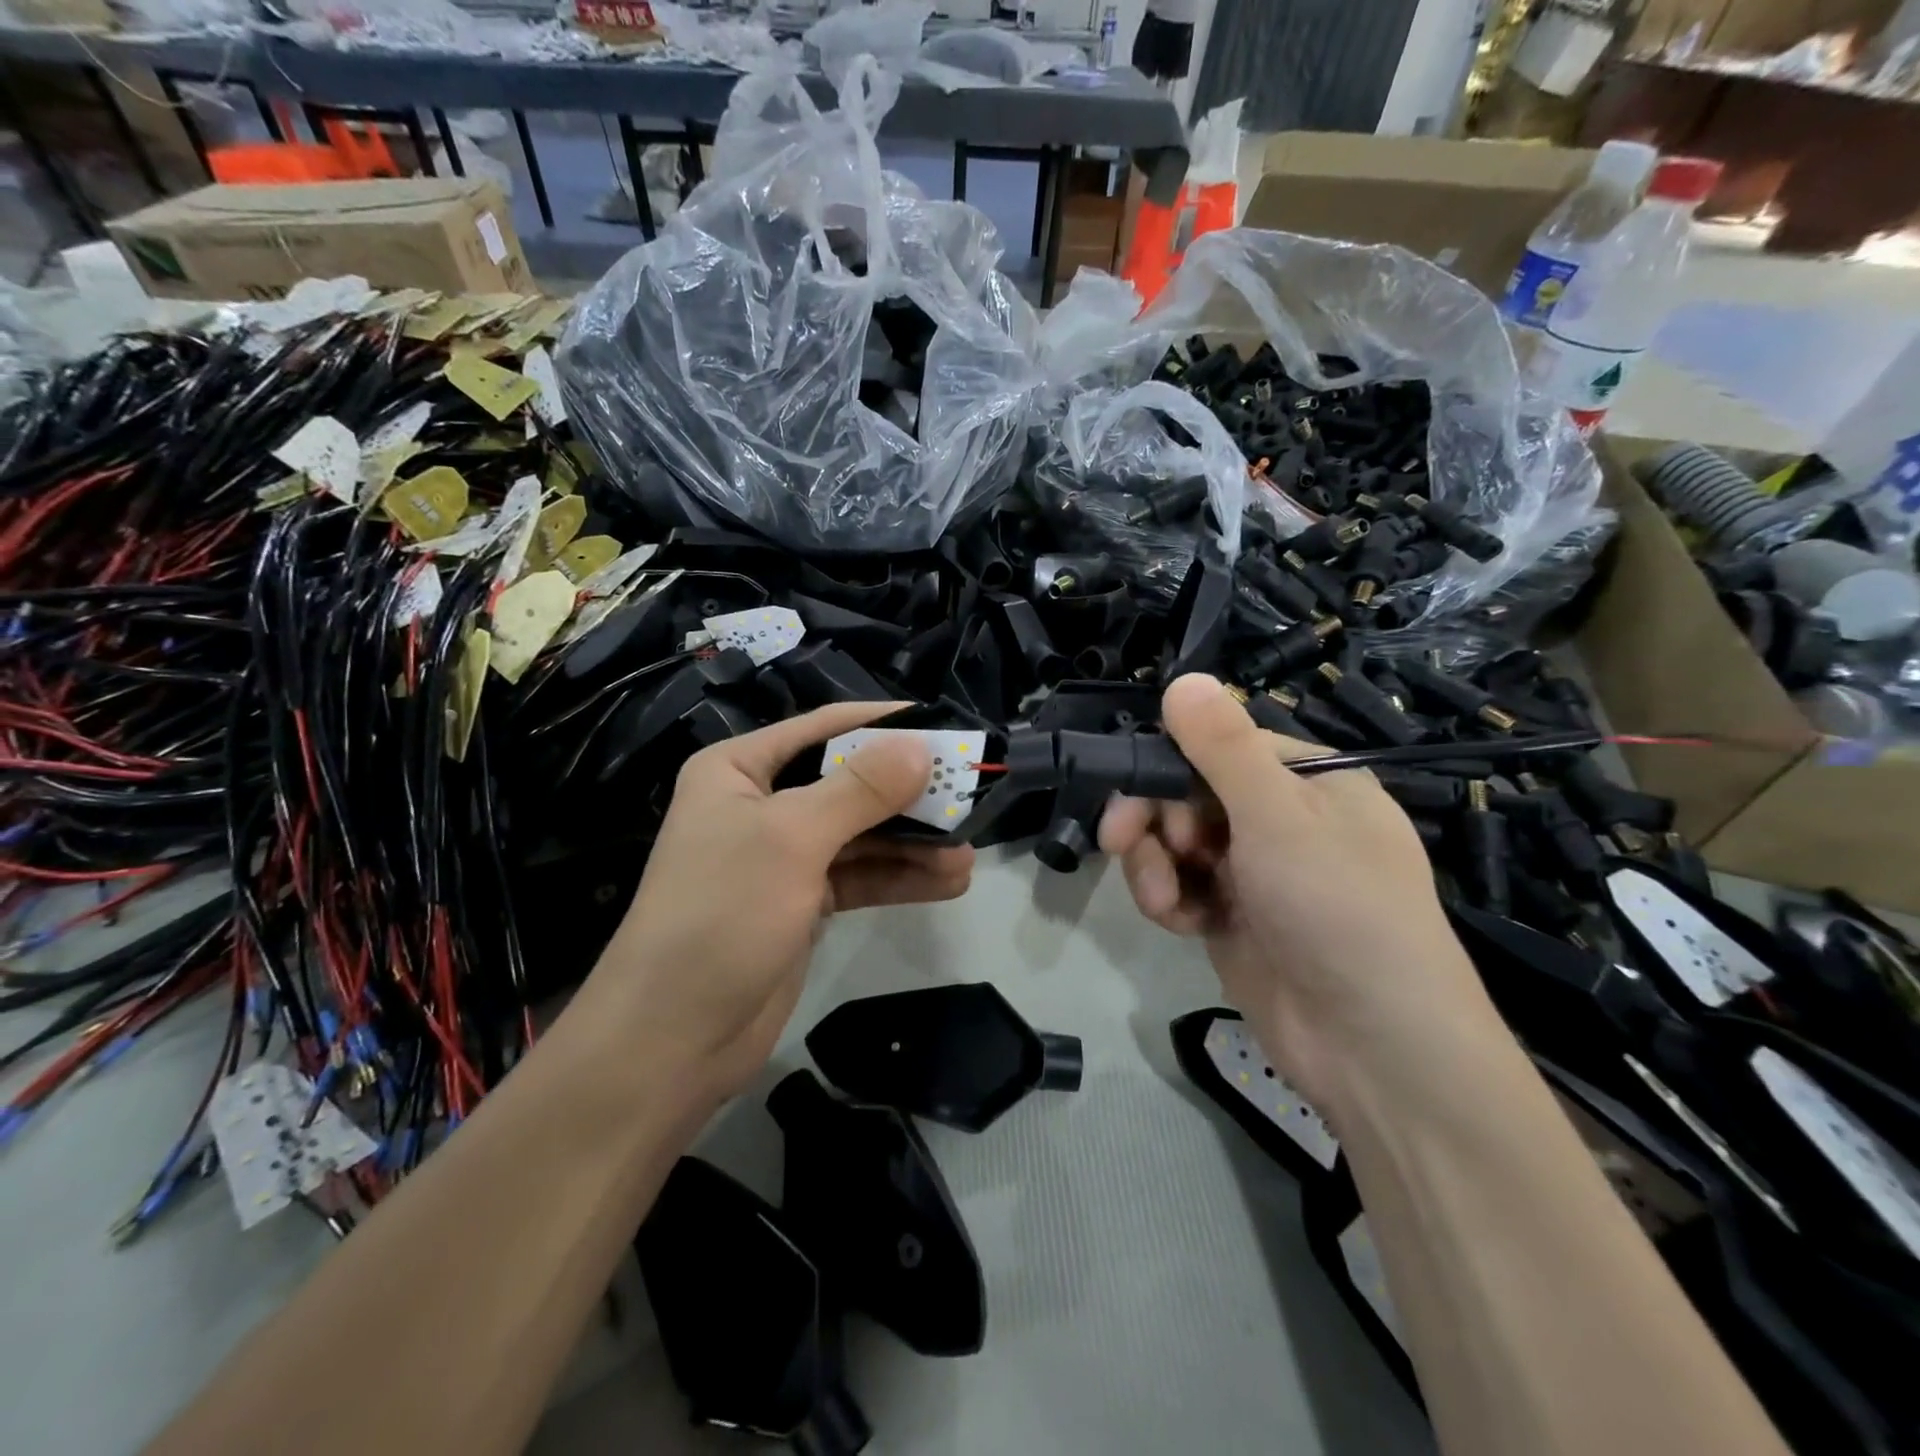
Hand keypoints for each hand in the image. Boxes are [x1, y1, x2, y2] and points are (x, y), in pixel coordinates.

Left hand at [587, 703, 974, 1100]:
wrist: (672, 1039)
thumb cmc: (721, 914)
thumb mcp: (791, 838)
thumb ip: (860, 789)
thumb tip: (922, 748)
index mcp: (741, 770)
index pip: (824, 729)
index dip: (884, 724)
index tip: (945, 727)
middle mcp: (762, 805)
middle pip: (849, 783)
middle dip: (908, 793)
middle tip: (969, 795)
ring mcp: (784, 857)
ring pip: (861, 835)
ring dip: (913, 842)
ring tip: (969, 851)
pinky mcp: (802, 903)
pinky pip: (860, 877)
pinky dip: (900, 877)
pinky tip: (948, 882)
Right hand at [1099, 674, 1507, 1113]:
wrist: (1374, 1048)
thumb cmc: (1336, 908)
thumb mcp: (1278, 817)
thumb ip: (1223, 748)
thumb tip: (1183, 677)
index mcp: (1309, 781)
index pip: (1220, 746)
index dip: (1169, 763)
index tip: (1132, 787)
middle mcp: (1282, 819)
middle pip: (1189, 793)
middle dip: (1153, 818)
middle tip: (1121, 841)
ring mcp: (1256, 872)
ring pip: (1176, 843)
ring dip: (1154, 864)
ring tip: (1162, 897)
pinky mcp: (1234, 918)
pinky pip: (1182, 887)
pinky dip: (1169, 900)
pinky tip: (1179, 922)